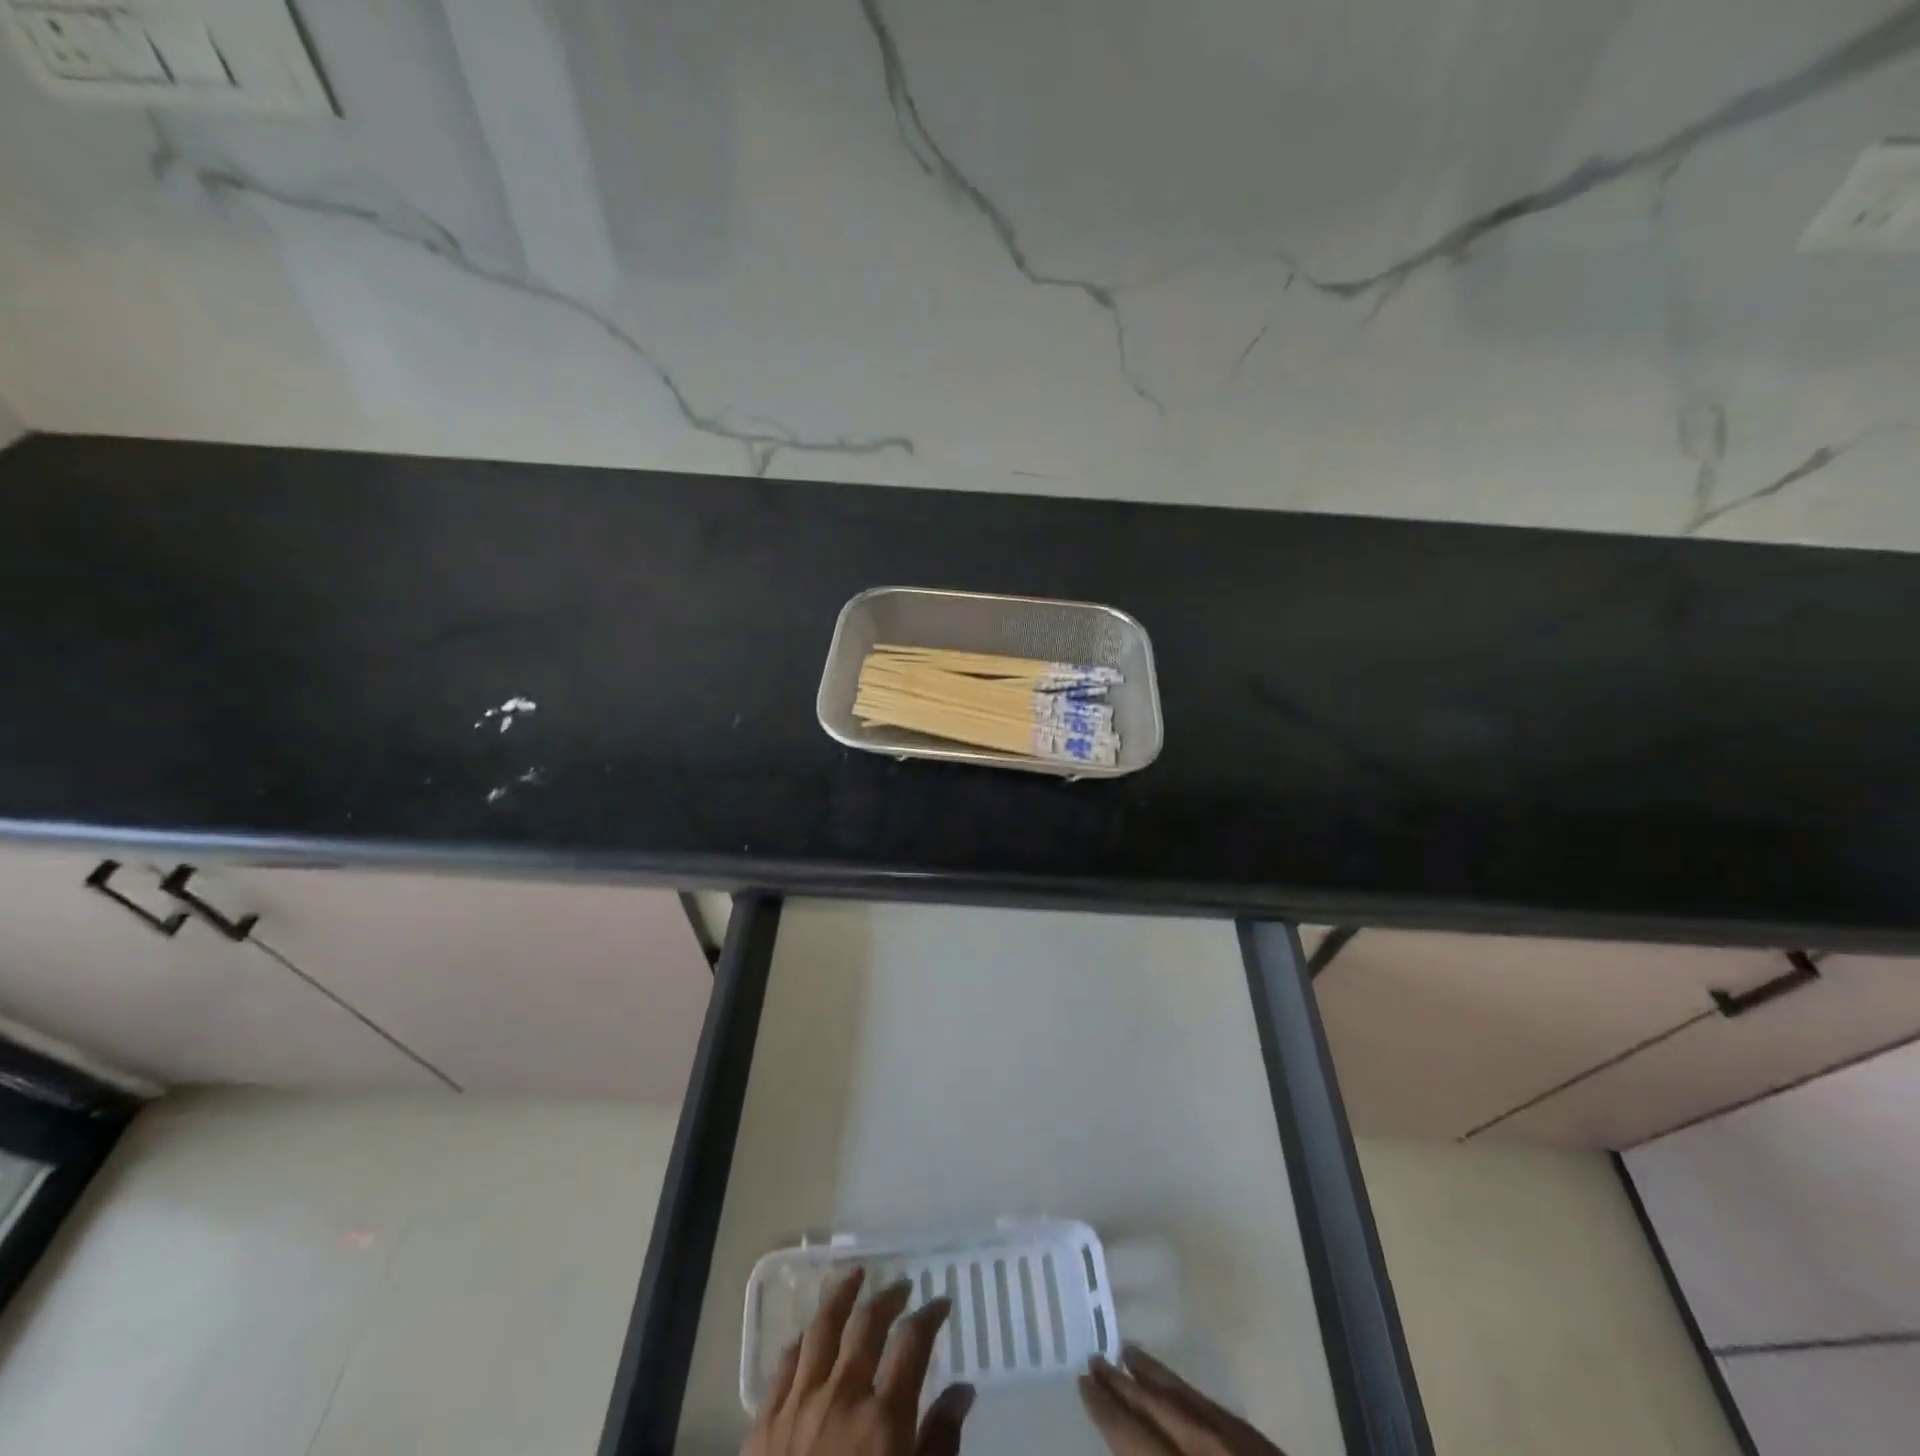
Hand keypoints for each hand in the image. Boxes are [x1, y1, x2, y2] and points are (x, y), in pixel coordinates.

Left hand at [742, 1268, 975, 1455]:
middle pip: (866, 1325)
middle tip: (901, 1286)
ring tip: (853, 1276)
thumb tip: (963, 1390)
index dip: (930, 1315)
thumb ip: (941, 1444)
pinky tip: (807, 1333)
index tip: (941, 1302)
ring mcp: (798, 1406)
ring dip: (840, 1297)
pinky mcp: (763, 1426)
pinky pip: (782, 1367)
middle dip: (887, 1298)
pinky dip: (799, 1342)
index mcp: (882, 1417)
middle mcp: (841, 1395)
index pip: (912, 1342)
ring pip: (820, 1330)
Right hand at [1078, 1346, 1287, 1455]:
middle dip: (1124, 1386)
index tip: (1083, 1382)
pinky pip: (1216, 1410)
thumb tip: (1124, 1451)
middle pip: (1159, 1410)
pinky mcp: (1263, 1448)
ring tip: (1128, 1353)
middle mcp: (1209, 1455)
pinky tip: (1178, 1389)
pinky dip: (1189, 1393)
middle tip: (1095, 1359)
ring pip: (1188, 1401)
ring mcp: (1241, 1447)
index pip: (1136, 1440)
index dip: (1107, 1411)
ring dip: (1155, 1377)